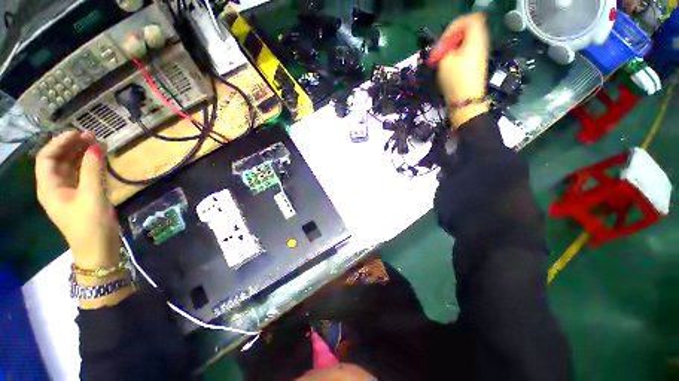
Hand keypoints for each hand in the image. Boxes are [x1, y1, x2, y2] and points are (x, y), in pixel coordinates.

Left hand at [35, 131, 120, 270]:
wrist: (99, 249)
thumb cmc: (91, 225)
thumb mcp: (92, 197)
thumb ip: (93, 170)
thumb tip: (96, 146)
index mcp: (49, 188)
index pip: (47, 157)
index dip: (60, 143)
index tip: (79, 133)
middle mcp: (55, 187)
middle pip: (58, 160)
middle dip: (72, 146)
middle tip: (92, 136)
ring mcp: (68, 192)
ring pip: (70, 166)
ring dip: (81, 153)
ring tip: (97, 144)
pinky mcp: (81, 196)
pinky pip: (81, 174)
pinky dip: (88, 164)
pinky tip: (98, 159)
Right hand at [432, 13, 489, 126]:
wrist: (466, 101)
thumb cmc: (456, 80)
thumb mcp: (445, 61)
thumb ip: (443, 48)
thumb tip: (444, 46)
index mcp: (476, 38)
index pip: (469, 19)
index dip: (453, 26)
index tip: (443, 41)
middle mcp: (481, 43)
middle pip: (466, 30)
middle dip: (451, 38)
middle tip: (440, 51)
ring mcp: (479, 54)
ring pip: (465, 42)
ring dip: (451, 48)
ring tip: (442, 60)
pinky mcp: (475, 64)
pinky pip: (465, 51)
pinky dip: (455, 55)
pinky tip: (448, 66)